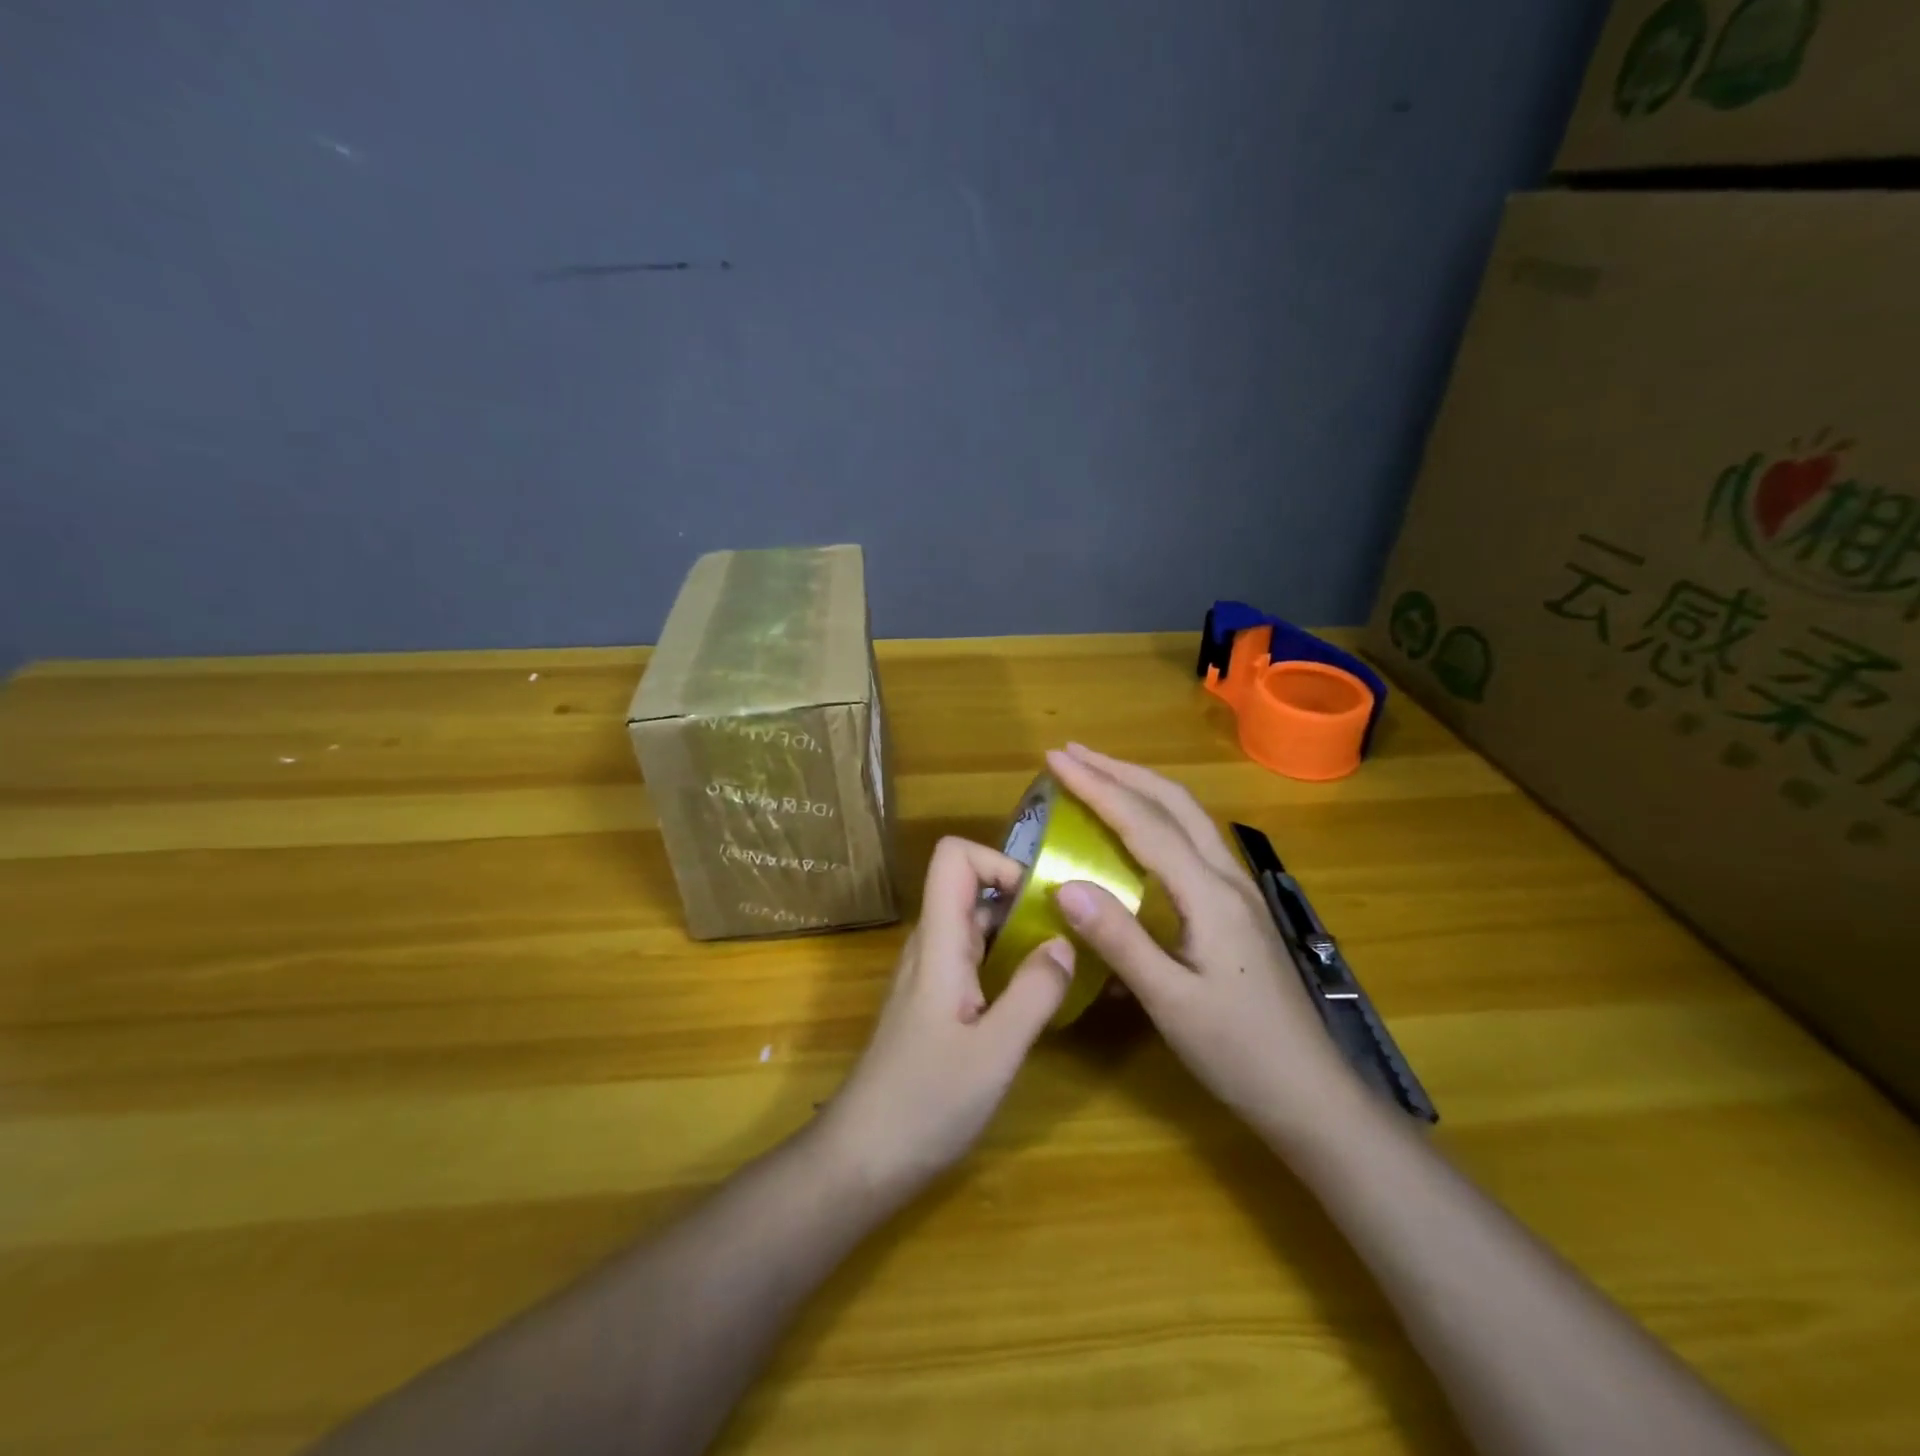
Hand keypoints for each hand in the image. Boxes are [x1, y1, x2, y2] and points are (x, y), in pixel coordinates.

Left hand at [821, 836, 1073, 1197]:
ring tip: (1065, 959)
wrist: (863, 1157)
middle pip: (970, 886)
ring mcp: (930, 973)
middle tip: (1072, 931)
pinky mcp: (934, 1001)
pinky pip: (974, 958)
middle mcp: (931, 946)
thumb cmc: (925, 1103)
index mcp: (939, 942)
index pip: (953, 857)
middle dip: (1022, 896)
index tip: (1041, 897)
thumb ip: (1034, 993)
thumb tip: (1066, 940)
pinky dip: (1007, 960)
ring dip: (1018, 930)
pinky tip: (1036, 995)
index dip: (998, 860)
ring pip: (975, 924)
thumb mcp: (994, 1053)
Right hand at [1043, 744, 1351, 1130]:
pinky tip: (1138, 830)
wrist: (1311, 1094)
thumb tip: (1063, 884)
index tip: (1056, 759)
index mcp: (1210, 894)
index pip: (1144, 822)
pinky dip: (1157, 815)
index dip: (1097, 786)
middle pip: (1173, 802)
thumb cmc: (1239, 1053)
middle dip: (1121, 770)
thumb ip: (1118, 939)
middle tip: (1073, 755)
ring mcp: (1238, 890)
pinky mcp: (1237, 907)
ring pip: (1187, 816)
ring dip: (1141, 787)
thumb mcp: (1170, 1002)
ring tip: (1099, 776)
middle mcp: (1227, 878)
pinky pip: (1192, 840)